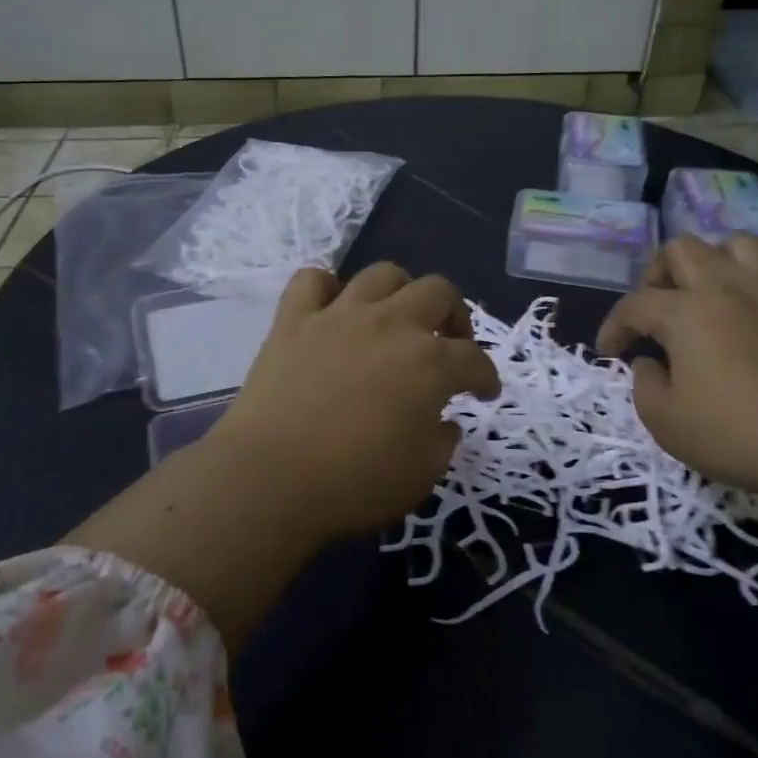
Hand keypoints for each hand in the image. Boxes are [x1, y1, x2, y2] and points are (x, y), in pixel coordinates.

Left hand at [207, 264, 500, 537]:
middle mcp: (390, 325)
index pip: (474, 359)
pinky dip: (326, 288)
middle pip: (438, 292)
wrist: (271, 479)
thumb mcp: (421, 475)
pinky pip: (312, 280)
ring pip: (382, 274)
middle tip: (448, 343)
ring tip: (396, 318)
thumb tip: (442, 421)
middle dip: (454, 315)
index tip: (485, 392)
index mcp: (430, 364)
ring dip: (400, 291)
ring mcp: (339, 316)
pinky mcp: (293, 321)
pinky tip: (332, 310)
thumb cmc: (354, 484)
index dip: (486, 376)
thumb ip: (442, 441)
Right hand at [595, 235, 757, 504]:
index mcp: (685, 312)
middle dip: (659, 273)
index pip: (634, 305)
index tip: (610, 353)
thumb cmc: (736, 434)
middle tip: (658, 308)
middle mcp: (728, 288)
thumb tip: (650, 364)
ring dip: (720, 261)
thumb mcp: (665, 422)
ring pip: (743, 244)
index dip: (614, 327)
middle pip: (683, 249)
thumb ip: (645, 385)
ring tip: (713, 292)